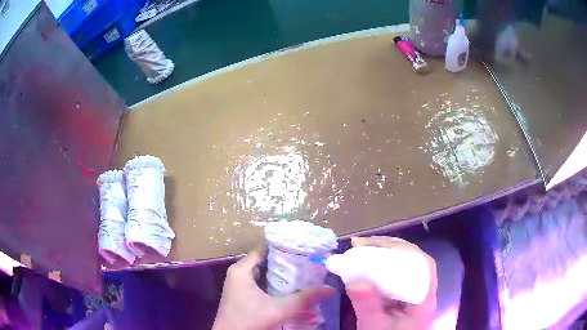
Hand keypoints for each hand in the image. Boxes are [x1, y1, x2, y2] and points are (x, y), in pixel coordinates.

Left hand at [212, 247, 334, 329]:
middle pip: (265, 262)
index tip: (303, 248)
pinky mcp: (242, 296)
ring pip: (264, 275)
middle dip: (286, 263)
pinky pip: (260, 285)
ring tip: (303, 275)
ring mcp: (239, 285)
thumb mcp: (279, 309)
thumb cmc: (250, 319)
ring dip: (281, 277)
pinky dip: (274, 286)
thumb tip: (330, 288)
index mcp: (241, 270)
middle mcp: (239, 274)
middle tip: (308, 263)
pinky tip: (290, 291)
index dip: (283, 247)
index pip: (263, 249)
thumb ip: (304, 299)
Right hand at [346, 237, 436, 329]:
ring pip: (406, 266)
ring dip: (386, 254)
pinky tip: (367, 266)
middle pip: (414, 261)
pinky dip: (382, 266)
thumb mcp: (374, 327)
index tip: (375, 245)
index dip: (403, 250)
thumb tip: (355, 282)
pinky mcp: (404, 297)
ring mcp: (415, 294)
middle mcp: (423, 292)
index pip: (423, 265)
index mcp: (424, 299)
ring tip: (363, 249)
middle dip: (390, 248)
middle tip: (362, 244)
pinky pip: (397, 275)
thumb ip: (368, 308)